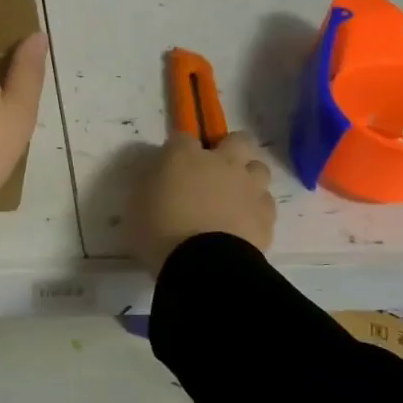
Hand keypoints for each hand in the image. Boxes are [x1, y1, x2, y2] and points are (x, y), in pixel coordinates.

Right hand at [125, 130, 276, 274]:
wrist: (203, 265)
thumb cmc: (159, 233)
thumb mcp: (136, 207)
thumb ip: (150, 185)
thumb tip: (158, 179)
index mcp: (184, 157)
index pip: (182, 137)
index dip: (177, 149)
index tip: (170, 164)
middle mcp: (221, 163)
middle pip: (237, 140)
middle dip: (229, 149)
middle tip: (214, 171)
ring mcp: (248, 187)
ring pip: (258, 168)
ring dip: (247, 178)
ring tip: (234, 197)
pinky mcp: (266, 213)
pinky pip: (265, 202)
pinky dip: (255, 208)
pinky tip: (244, 222)